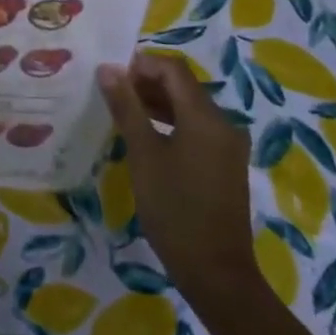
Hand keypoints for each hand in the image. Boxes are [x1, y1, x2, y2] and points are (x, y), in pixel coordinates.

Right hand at [97, 53, 259, 309]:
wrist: (215, 270)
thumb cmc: (174, 208)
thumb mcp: (143, 154)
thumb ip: (126, 107)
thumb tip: (108, 69)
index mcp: (206, 116)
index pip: (173, 70)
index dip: (141, 64)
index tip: (109, 74)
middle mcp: (223, 123)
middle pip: (183, 86)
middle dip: (146, 82)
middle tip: (110, 93)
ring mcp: (227, 146)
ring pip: (189, 108)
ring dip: (156, 103)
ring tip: (121, 111)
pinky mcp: (225, 164)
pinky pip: (196, 129)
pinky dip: (170, 123)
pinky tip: (145, 137)